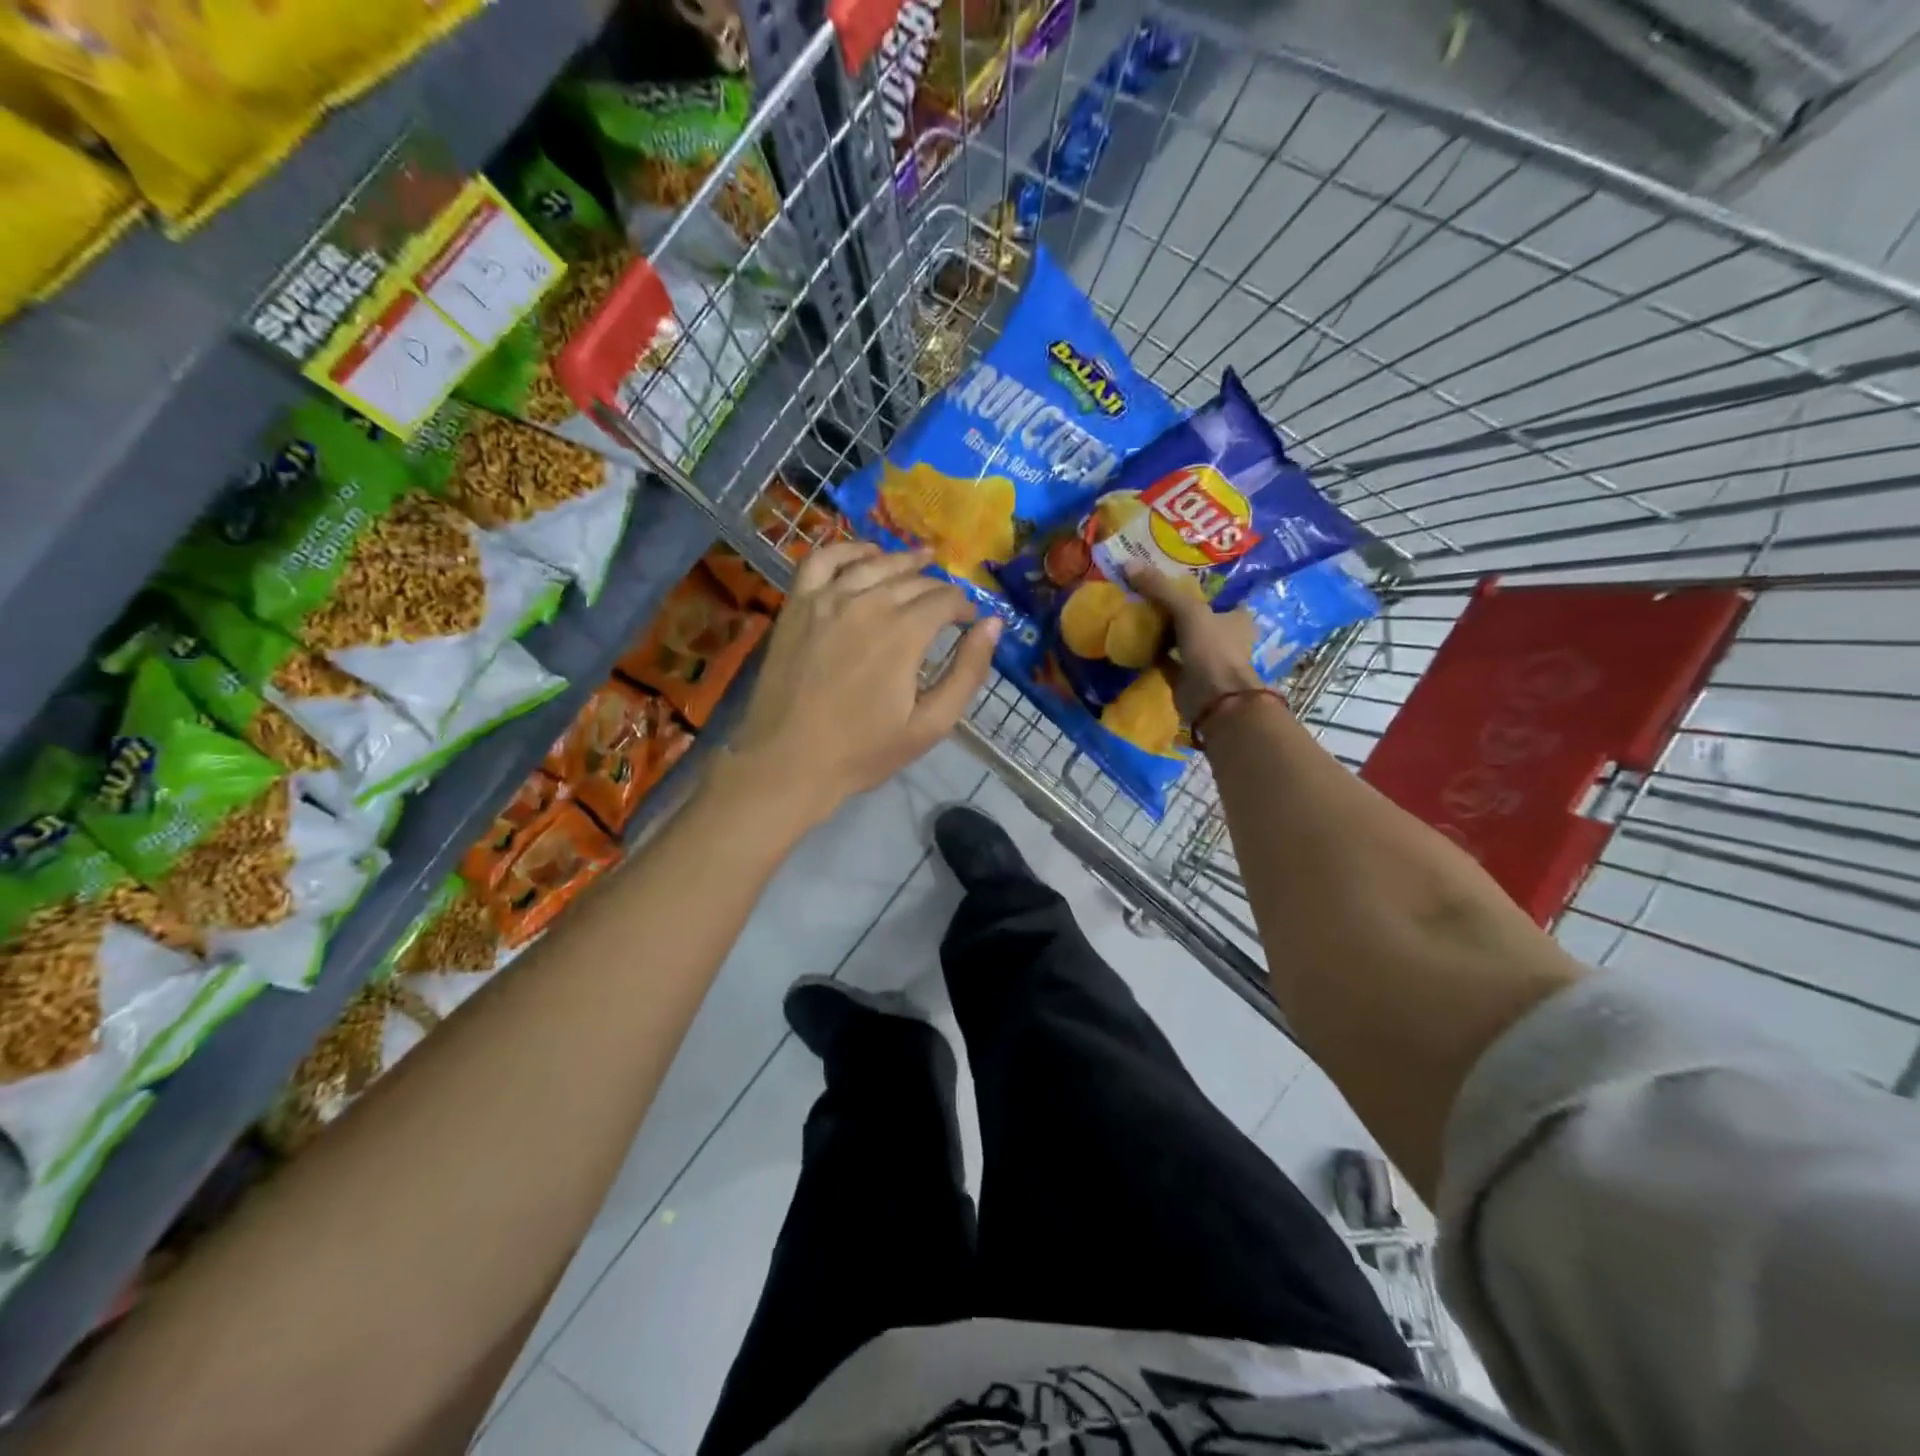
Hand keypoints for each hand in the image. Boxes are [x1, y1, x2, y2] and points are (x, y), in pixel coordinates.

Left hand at [721, 542, 999, 828]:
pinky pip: (822, 560)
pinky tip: (864, 553)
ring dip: (902, 560)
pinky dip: (847, 549)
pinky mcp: (796, 605)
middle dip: (938, 588)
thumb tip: (992, 625)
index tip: (969, 622)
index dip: (964, 607)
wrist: (788, 762)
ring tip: (921, 559)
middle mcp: (867, 603)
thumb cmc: (863, 751)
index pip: (945, 599)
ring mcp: (826, 599)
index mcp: (903, 633)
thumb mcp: (930, 724)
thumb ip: (967, 672)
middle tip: (947, 602)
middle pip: (913, 580)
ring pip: (873, 563)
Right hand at [1128, 566, 1259, 722]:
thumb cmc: (1213, 649)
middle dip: (1174, 607)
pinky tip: (1133, 640)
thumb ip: (1160, 588)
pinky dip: (1153, 652)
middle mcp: (1224, 636)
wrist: (1214, 700)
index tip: (1171, 574)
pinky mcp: (1187, 678)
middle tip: (1146, 590)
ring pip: (1181, 638)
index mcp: (1236, 617)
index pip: (1217, 594)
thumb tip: (1129, 563)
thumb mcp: (1188, 610)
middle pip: (1196, 616)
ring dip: (1163, 630)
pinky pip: (1167, 660)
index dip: (1196, 585)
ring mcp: (1206, 659)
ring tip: (1136, 611)